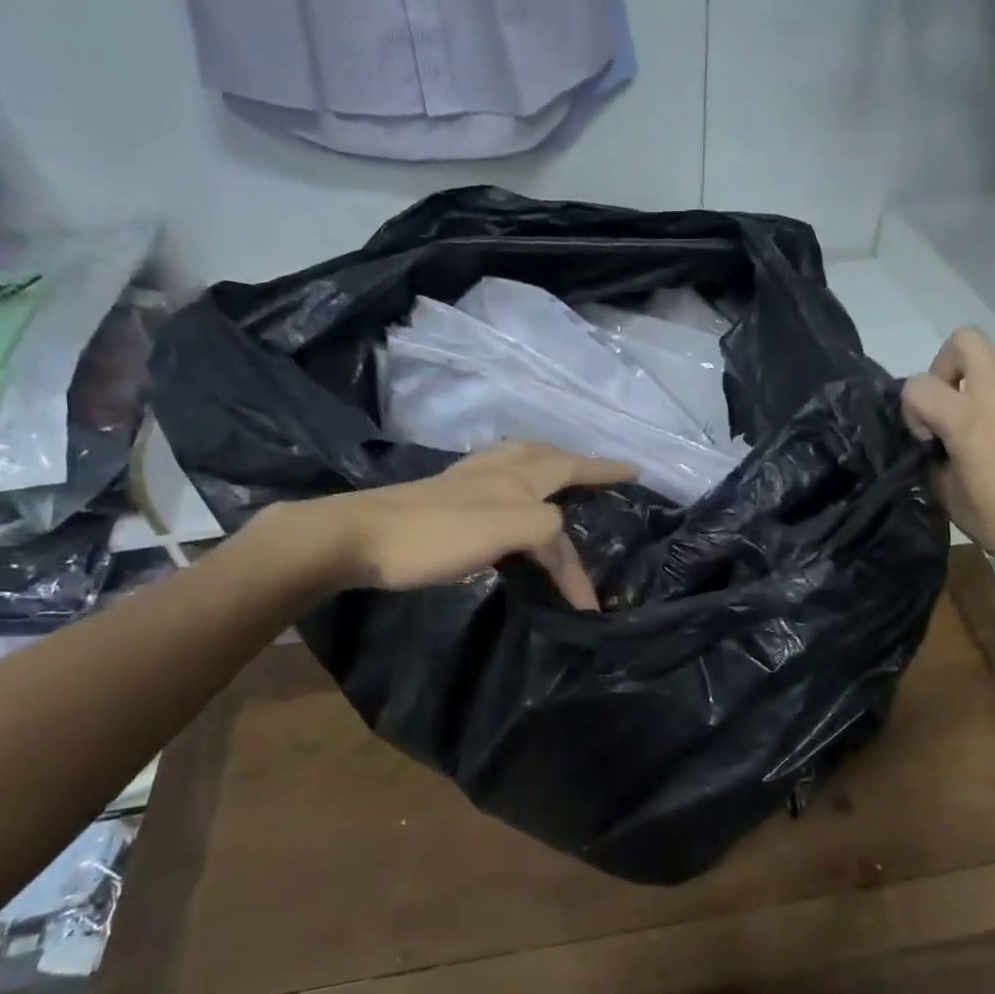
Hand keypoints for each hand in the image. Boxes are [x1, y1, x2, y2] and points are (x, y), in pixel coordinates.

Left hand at [255, 441, 635, 609]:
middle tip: (600, 471)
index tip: (638, 472)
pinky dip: (517, 478)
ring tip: (559, 475)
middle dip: (578, 460)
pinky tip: (504, 495)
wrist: (356, 538)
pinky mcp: (442, 495)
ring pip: (518, 459)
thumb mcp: (505, 529)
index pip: (572, 472)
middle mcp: (494, 470)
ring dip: (547, 463)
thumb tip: (559, 540)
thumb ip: (545, 528)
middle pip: (546, 454)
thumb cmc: (434, 536)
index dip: (605, 474)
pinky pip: (496, 477)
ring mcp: (465, 479)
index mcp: (516, 477)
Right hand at [902, 329, 994, 604]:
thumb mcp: (947, 495)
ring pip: (991, 376)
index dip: (911, 410)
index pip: (918, 385)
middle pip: (966, 341)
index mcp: (968, 417)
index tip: (926, 442)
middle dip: (945, 366)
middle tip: (944, 407)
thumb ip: (931, 459)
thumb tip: (932, 447)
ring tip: (976, 447)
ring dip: (974, 399)